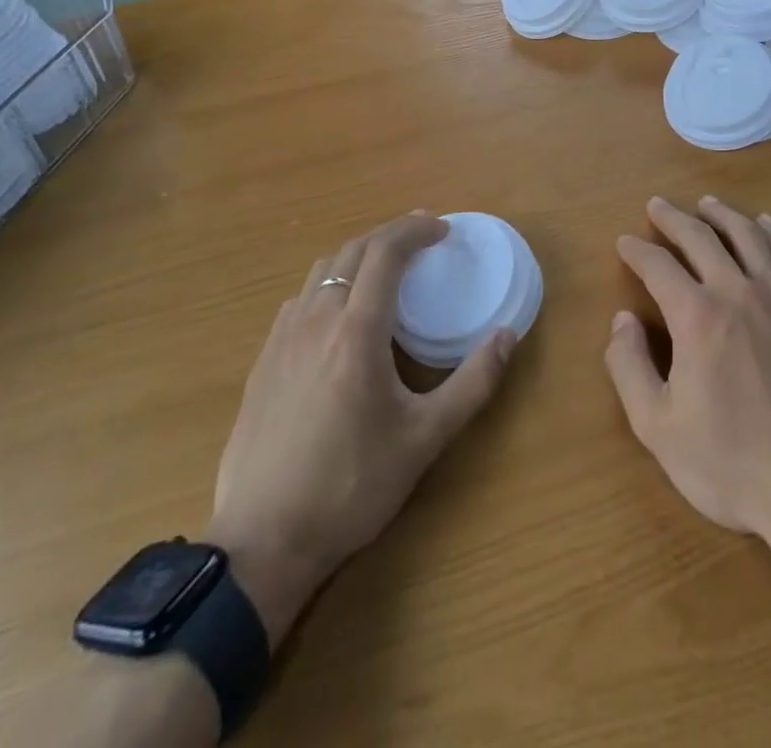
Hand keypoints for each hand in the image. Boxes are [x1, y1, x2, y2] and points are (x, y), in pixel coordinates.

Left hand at [208, 212, 515, 635]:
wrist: (262, 543)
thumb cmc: (350, 487)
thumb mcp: (425, 439)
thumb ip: (473, 382)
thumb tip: (508, 335)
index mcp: (356, 331)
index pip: (386, 252)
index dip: (416, 229)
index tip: (443, 228)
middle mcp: (316, 320)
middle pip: (353, 250)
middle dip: (391, 233)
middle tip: (423, 237)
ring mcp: (282, 339)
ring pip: (322, 271)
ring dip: (359, 255)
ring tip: (387, 267)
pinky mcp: (263, 361)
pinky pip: (301, 299)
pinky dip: (331, 283)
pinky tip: (341, 313)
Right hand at [604, 197, 770, 543]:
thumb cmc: (733, 464)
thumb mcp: (659, 428)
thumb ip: (629, 368)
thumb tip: (621, 320)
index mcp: (696, 316)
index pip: (658, 266)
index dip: (637, 251)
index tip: (624, 242)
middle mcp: (738, 292)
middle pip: (701, 238)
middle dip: (674, 219)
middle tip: (657, 205)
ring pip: (748, 237)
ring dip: (723, 215)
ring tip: (707, 203)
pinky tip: (766, 225)